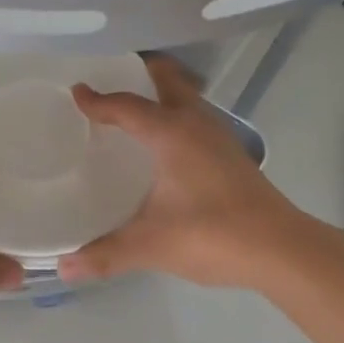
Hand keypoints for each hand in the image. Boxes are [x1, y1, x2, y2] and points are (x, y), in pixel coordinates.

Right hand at [57, 55, 311, 288]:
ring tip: (136, 110)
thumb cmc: (211, 234)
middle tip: (114, 78)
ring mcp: (219, 137)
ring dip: (163, 95)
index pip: (127, 106)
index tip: (77, 92)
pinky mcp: (233, 155)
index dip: (99, 100)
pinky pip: (197, 120)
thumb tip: (62, 269)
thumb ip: (105, 255)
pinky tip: (167, 148)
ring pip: (187, 99)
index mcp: (171, 133)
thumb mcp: (151, 245)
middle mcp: (196, 124)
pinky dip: (177, 118)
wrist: (281, 249)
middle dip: (141, 73)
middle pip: (168, 81)